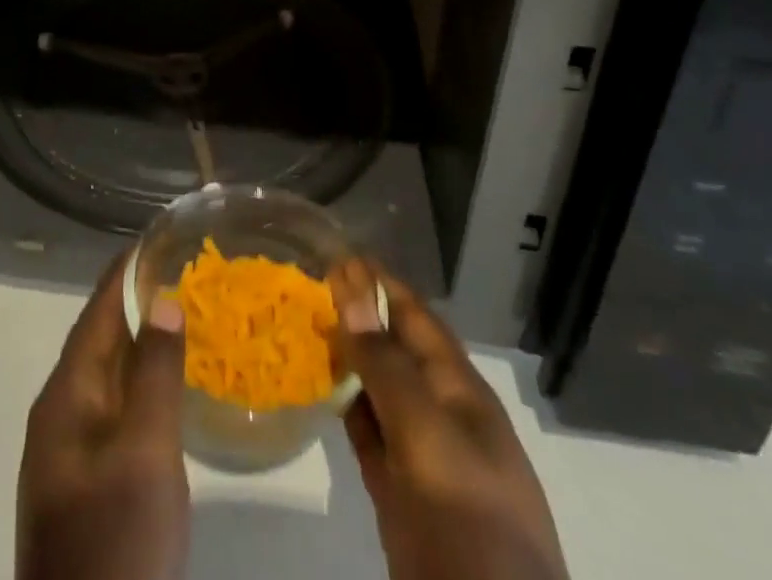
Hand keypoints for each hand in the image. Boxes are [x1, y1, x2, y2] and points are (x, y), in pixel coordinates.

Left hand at [17, 256, 189, 579]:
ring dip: (145, 341)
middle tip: (187, 271)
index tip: (161, 236)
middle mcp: (62, 412)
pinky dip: (145, 381)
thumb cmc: (116, 540)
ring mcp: (72, 450)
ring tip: (189, 313)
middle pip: (102, 338)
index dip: (127, 271)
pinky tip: (175, 384)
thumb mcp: (145, 453)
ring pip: (111, 374)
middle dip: (140, 300)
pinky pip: (118, 408)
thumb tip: (163, 297)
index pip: (98, 311)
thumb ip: (155, 372)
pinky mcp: (88, 479)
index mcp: (66, 395)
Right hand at [332, 263, 568, 579]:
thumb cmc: (468, 520)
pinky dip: (344, 407)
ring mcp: (420, 456)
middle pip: (395, 349)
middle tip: (306, 283)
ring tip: (302, 323)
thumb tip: (350, 288)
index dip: (379, 283)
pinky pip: (368, 434)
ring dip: (346, 357)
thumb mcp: (427, 435)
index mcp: (459, 391)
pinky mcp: (398, 494)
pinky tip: (316, 387)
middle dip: (358, 314)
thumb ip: (385, 365)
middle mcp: (440, 414)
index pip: (415, 317)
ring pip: (377, 390)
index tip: (336, 252)